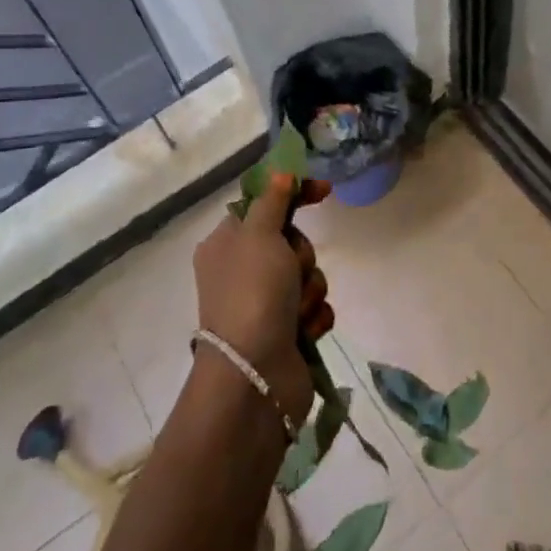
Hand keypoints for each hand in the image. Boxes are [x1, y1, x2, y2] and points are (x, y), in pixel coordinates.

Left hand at [192, 173, 332, 423]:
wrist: (254, 377)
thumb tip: (280, 173)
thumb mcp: (260, 234)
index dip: (293, 194)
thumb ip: (273, 200)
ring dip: (310, 289)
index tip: (324, 191)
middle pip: (291, 240)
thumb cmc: (252, 294)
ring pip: (307, 275)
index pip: (263, 204)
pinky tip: (305, 331)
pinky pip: (315, 307)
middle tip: (291, 272)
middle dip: (301, 255)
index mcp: (226, 244)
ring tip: (297, 311)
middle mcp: (242, 271)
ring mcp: (264, 304)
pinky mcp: (286, 332)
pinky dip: (315, 317)